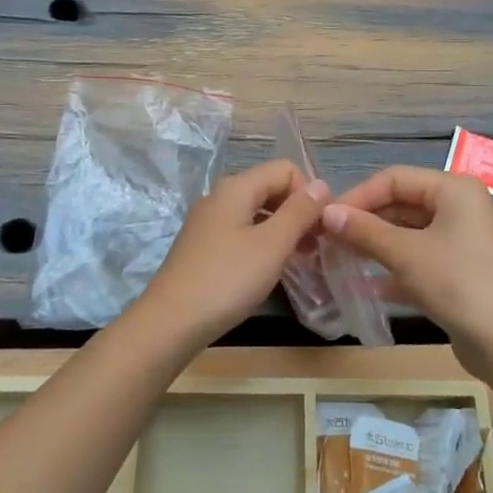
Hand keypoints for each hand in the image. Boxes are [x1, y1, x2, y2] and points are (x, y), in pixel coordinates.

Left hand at [133, 160, 330, 345]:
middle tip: (316, 246)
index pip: (285, 169)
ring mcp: (208, 222)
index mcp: (236, 187)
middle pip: (270, 188)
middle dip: (297, 211)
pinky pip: (242, 231)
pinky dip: (262, 243)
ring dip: (282, 229)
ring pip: (257, 212)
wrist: (170, 323)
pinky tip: (270, 269)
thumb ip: (299, 212)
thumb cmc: (227, 280)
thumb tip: (321, 185)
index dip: (309, 193)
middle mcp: (220, 196)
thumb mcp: (271, 245)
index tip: (322, 227)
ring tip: (300, 260)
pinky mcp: (203, 246)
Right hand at [321, 166, 492, 375]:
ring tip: (338, 259)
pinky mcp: (459, 269)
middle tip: (328, 240)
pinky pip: (418, 258)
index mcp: (453, 189)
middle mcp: (460, 207)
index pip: (394, 179)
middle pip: (401, 204)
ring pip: (408, 233)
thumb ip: (364, 231)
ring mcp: (461, 240)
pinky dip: (393, 267)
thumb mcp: (405, 254)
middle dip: (365, 222)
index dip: (358, 196)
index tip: (325, 218)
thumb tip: (326, 213)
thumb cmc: (457, 284)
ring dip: (375, 245)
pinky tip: (364, 285)